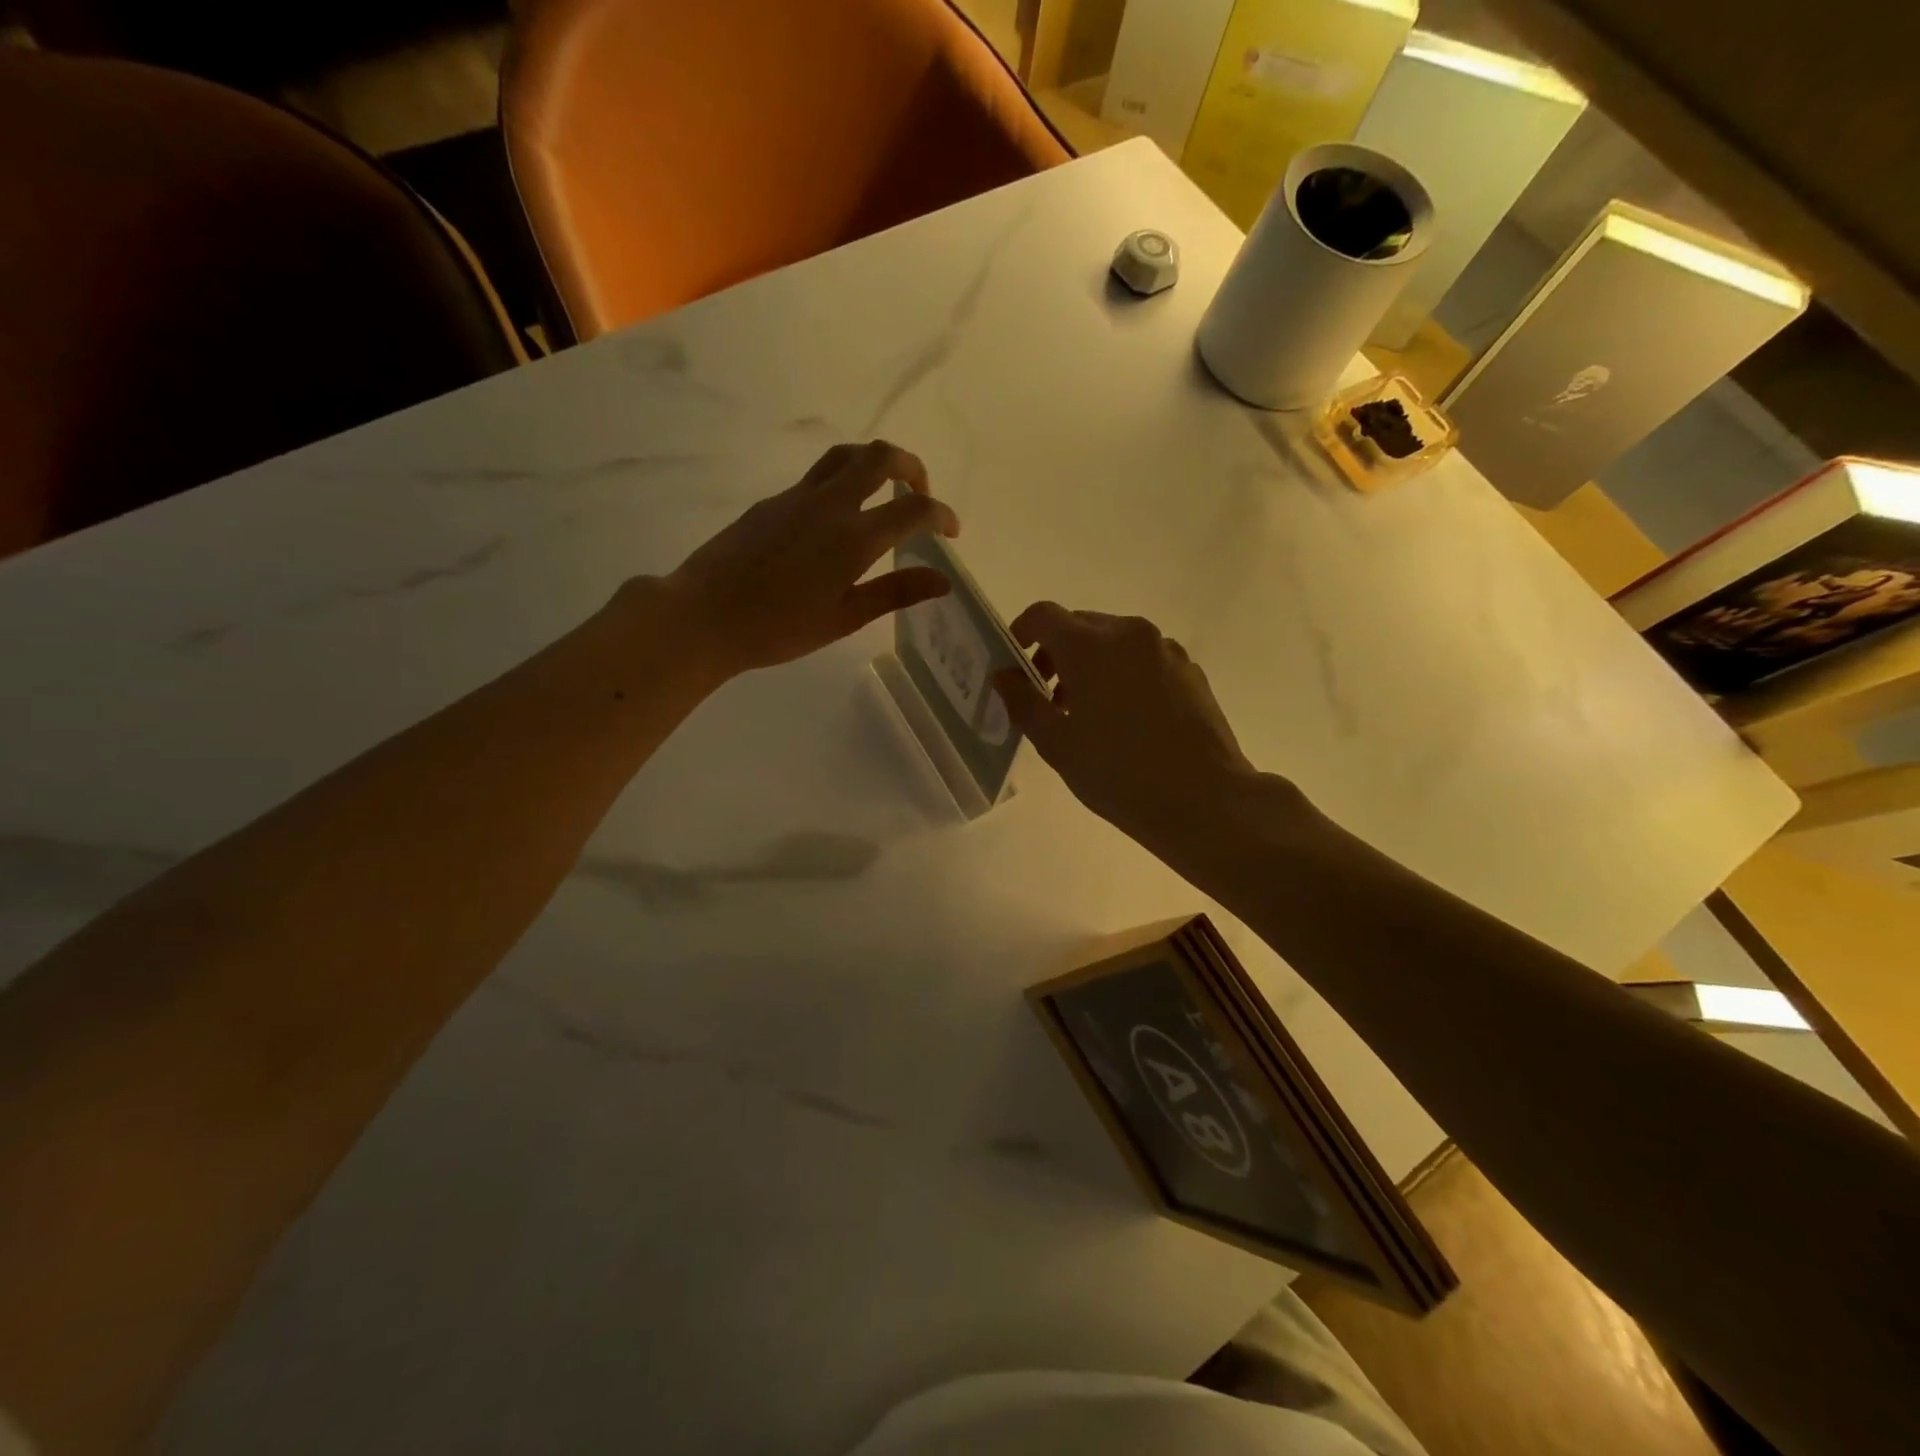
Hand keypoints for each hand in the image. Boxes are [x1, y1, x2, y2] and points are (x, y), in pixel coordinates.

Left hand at [663, 441, 958, 675]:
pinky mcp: (773, 501)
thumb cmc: (779, 628)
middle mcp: (830, 504)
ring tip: (884, 493)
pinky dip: (844, 482)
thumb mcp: (844, 618)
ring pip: (846, 456)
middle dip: (912, 467)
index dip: (941, 515)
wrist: (704, 615)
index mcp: (855, 538)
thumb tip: (942, 580)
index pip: (913, 509)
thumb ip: (895, 592)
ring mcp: (798, 497)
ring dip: (875, 463)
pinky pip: (818, 477)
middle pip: (881, 457)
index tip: (951, 532)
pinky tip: (837, 520)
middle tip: (920, 495)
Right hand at [993, 603, 1261, 851]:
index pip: (1044, 615)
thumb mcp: (1057, 744)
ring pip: (1114, 643)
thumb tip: (1003, 675)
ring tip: (1087, 715)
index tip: (1015, 663)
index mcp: (1091, 645)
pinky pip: (1143, 659)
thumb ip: (1023, 702)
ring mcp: (1165, 650)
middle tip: (1048, 699)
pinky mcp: (1190, 671)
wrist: (1205, 799)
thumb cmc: (1118, 773)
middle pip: (1080, 626)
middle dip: (1056, 654)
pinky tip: (1127, 721)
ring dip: (1091, 665)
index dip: (1021, 632)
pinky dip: (1123, 675)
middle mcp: (1129, 634)